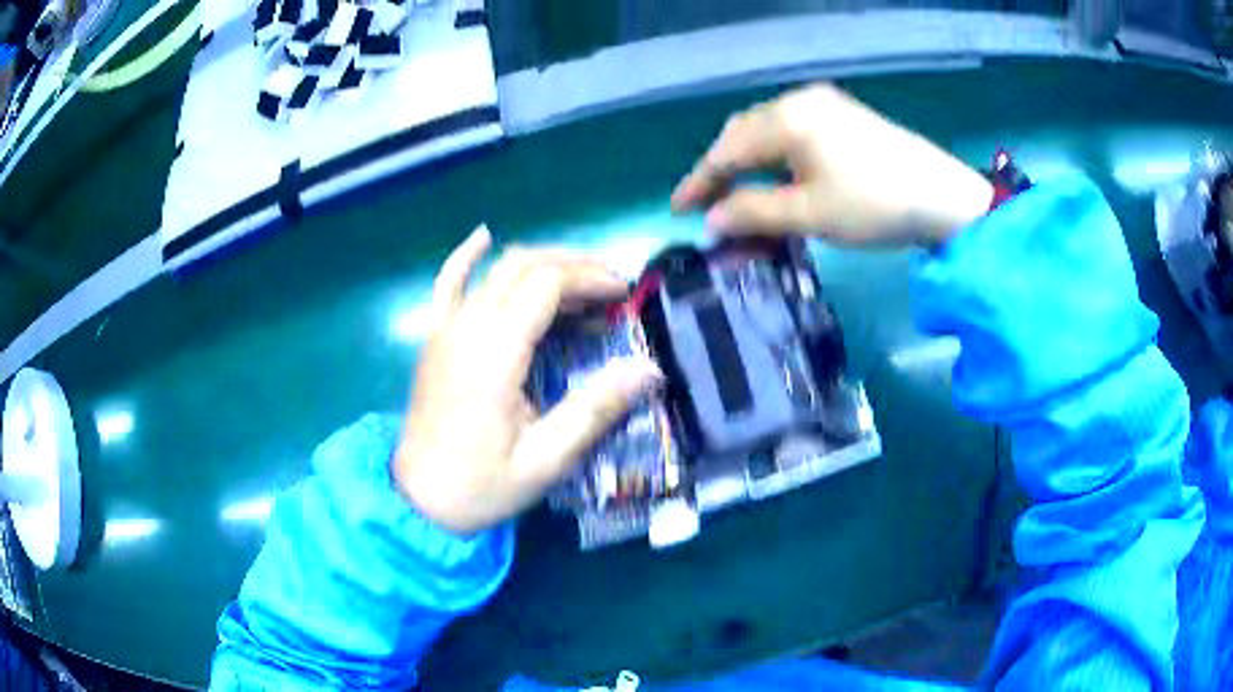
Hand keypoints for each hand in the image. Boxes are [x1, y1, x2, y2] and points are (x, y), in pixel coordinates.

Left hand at [393, 226, 663, 535]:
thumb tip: (648, 370)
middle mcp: (467, 326)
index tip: (624, 296)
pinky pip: (447, 282)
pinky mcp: (434, 337)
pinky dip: (466, 256)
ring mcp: (445, 328)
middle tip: (611, 286)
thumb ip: (594, 410)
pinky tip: (482, 235)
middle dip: (573, 265)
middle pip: (523, 265)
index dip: (590, 279)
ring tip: (578, 278)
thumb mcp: (544, 460)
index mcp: (494, 352)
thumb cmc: (482, 484)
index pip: (546, 284)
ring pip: (495, 269)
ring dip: (540, 263)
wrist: (418, 500)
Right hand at [672, 84, 992, 246]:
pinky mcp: (844, 114)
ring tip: (740, 194)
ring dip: (749, 161)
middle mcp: (800, 101)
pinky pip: (793, 130)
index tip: (678, 209)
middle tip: (709, 204)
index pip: (728, 150)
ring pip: (769, 130)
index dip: (700, 181)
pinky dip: (776, 154)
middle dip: (722, 168)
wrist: (943, 197)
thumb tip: (712, 221)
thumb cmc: (874, 205)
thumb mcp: (810, 214)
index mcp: (787, 120)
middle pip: (744, 132)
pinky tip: (779, 175)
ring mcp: (825, 104)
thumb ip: (753, 213)